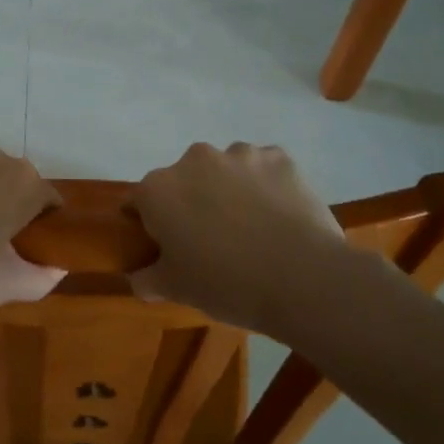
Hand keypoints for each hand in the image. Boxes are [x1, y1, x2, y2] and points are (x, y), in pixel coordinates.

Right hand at [129, 142, 347, 331]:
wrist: (303, 278)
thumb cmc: (226, 284)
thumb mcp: (175, 290)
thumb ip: (147, 279)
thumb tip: (139, 277)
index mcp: (158, 190)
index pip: (139, 202)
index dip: (150, 224)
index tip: (165, 246)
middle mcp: (193, 160)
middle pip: (183, 180)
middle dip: (192, 203)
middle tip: (210, 240)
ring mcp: (239, 153)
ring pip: (225, 170)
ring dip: (229, 190)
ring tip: (251, 227)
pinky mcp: (278, 157)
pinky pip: (263, 169)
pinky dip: (265, 185)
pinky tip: (278, 215)